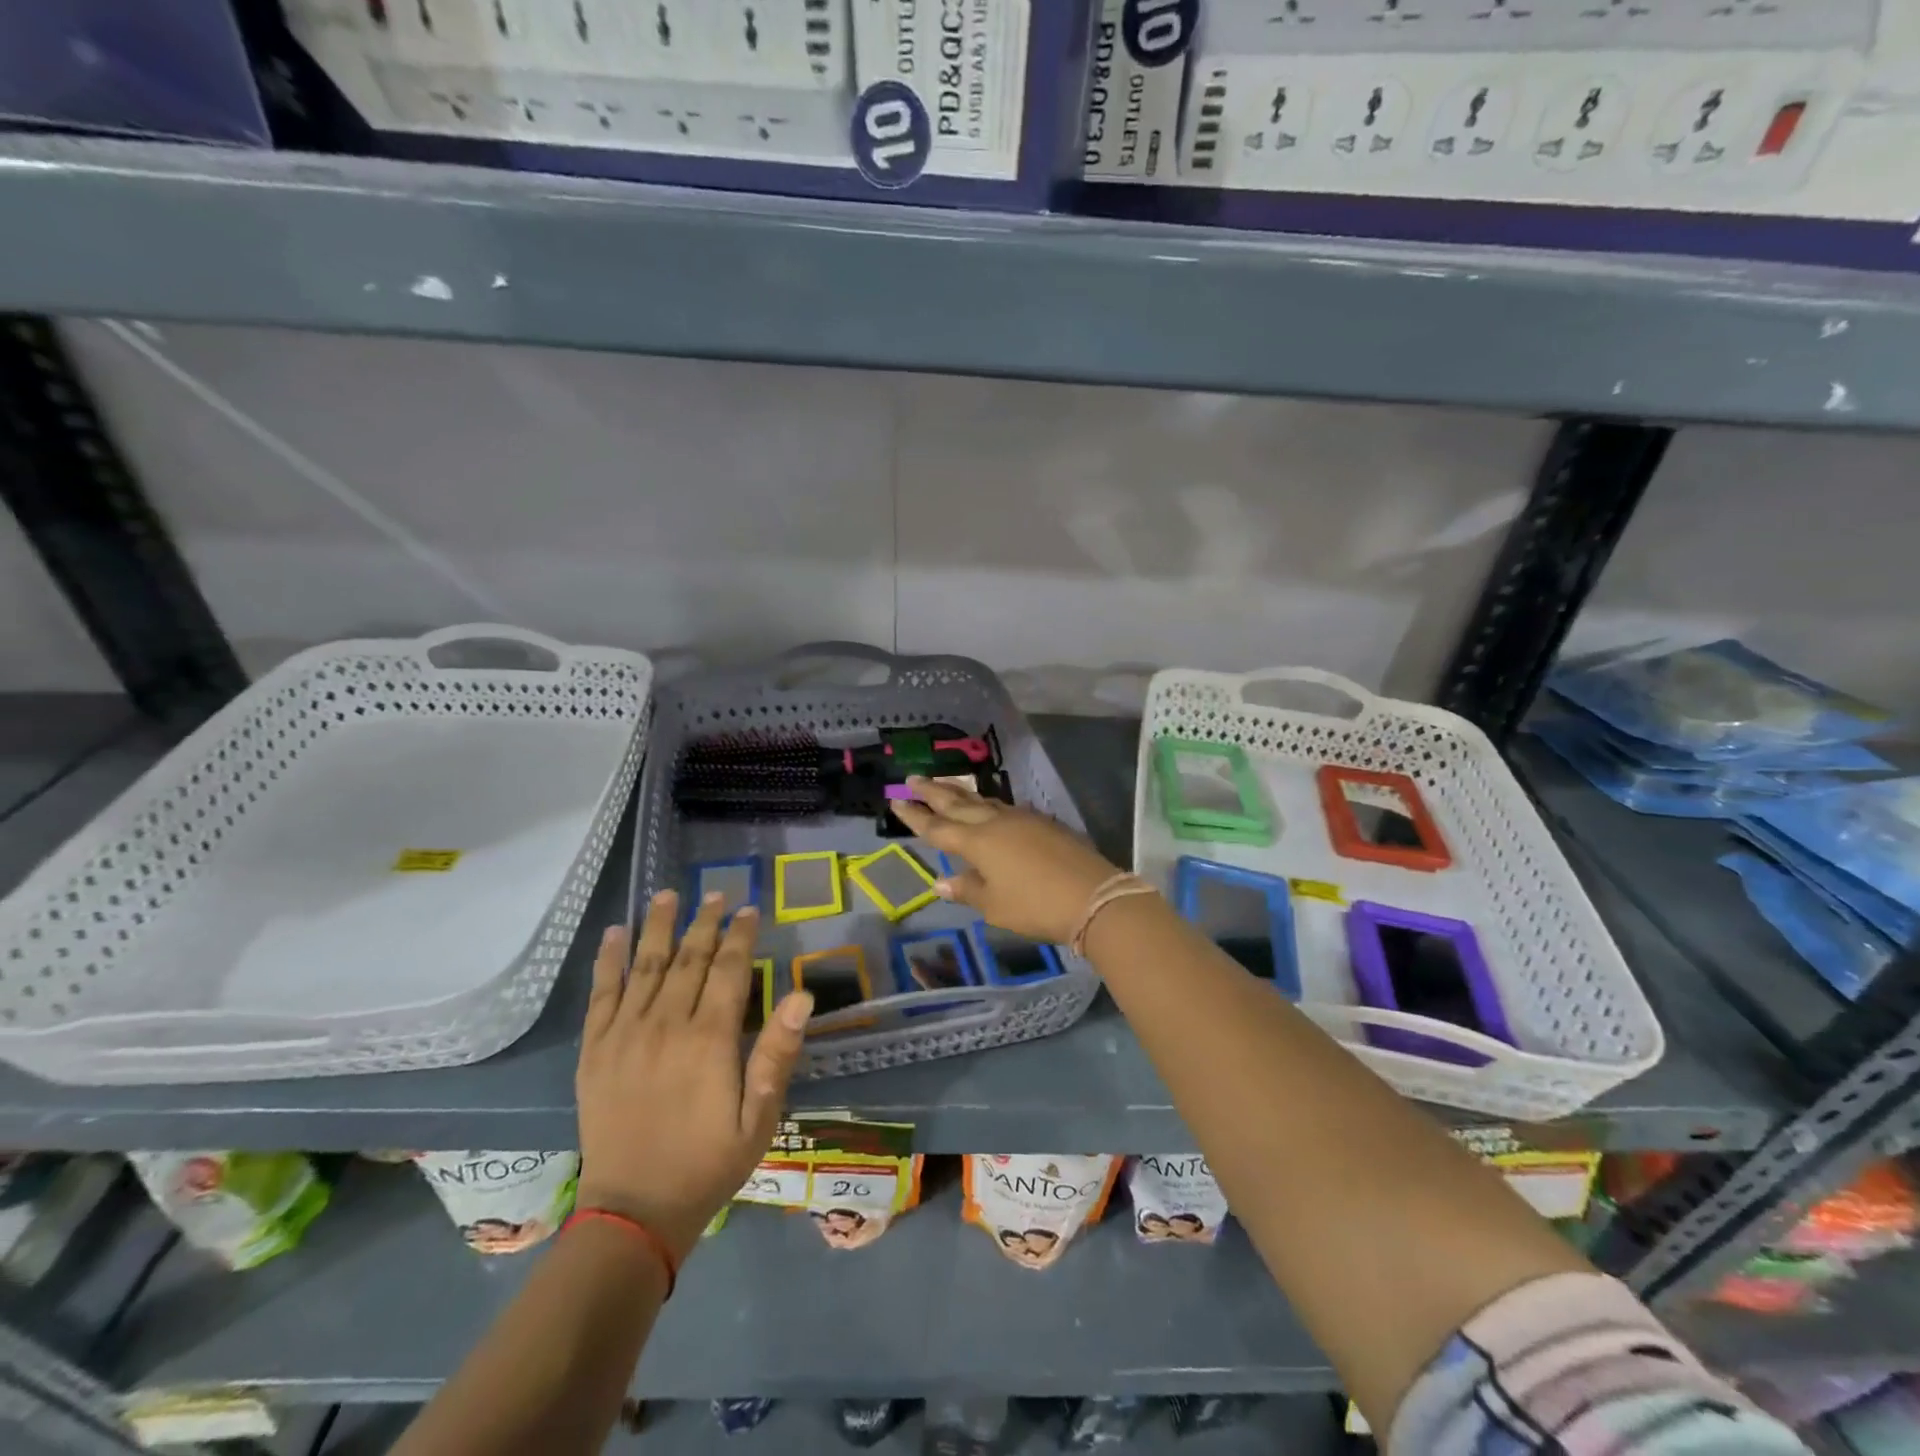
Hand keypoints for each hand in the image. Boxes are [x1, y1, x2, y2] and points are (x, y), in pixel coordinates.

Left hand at [575, 892, 812, 1261]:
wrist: (633, 1213)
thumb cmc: (707, 1164)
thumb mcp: (759, 1117)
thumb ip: (778, 1053)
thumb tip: (802, 996)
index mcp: (709, 1039)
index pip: (728, 969)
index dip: (741, 935)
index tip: (749, 909)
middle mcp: (666, 1025)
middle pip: (688, 959)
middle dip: (704, 922)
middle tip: (714, 894)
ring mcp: (625, 1035)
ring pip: (646, 965)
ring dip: (659, 927)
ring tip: (667, 895)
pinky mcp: (594, 1051)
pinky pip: (601, 994)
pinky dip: (609, 961)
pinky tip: (614, 935)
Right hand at [888, 776, 1121, 944]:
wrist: (1092, 896)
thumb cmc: (1035, 905)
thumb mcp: (995, 905)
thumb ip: (967, 889)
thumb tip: (940, 881)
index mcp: (977, 842)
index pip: (938, 827)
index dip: (915, 816)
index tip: (896, 802)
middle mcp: (996, 822)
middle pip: (958, 803)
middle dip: (933, 791)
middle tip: (913, 778)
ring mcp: (1022, 819)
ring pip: (983, 800)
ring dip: (960, 792)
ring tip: (945, 785)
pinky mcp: (1042, 822)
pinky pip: (1005, 807)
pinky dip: (987, 804)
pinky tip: (988, 807)